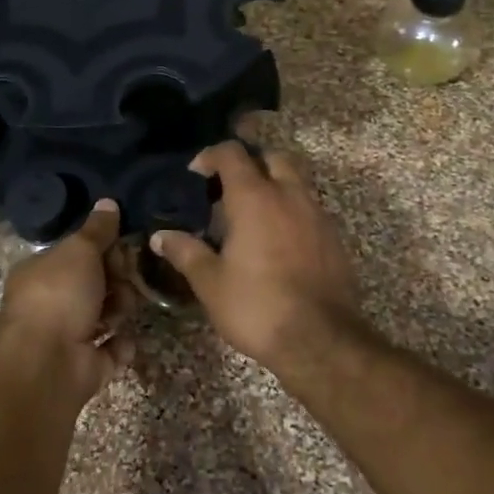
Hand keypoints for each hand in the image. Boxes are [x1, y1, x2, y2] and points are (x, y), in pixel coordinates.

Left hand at [0, 199, 135, 409]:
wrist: (46, 362)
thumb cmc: (59, 295)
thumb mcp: (80, 250)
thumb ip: (97, 229)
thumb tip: (108, 202)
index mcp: (42, 272)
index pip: (78, 254)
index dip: (103, 248)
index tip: (123, 246)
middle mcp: (52, 303)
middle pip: (95, 284)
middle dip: (116, 280)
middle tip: (126, 279)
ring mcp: (67, 337)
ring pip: (106, 315)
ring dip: (120, 310)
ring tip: (123, 310)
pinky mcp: (85, 367)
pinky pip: (111, 351)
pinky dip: (121, 346)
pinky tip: (125, 339)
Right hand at [150, 139, 360, 366]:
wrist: (320, 340)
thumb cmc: (256, 306)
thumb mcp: (210, 282)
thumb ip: (185, 252)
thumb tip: (160, 236)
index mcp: (255, 198)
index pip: (233, 154)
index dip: (211, 156)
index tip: (196, 173)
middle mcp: (289, 195)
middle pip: (273, 158)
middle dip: (251, 164)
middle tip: (230, 188)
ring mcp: (317, 215)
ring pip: (296, 182)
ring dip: (274, 187)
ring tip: (253, 216)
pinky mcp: (334, 238)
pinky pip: (310, 209)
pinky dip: (292, 212)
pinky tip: (278, 241)